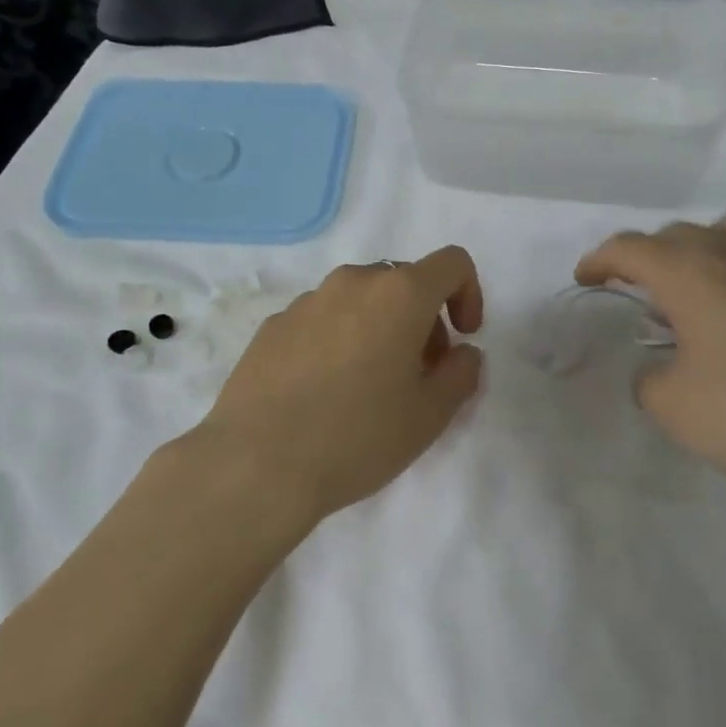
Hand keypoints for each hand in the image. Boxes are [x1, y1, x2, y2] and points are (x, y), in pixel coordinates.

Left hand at [191, 248, 484, 521]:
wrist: (257, 463)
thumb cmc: (358, 436)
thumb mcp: (431, 415)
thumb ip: (461, 373)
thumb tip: (462, 353)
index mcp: (399, 294)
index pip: (452, 263)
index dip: (468, 294)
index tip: (462, 338)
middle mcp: (352, 282)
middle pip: (403, 282)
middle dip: (423, 320)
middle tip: (418, 374)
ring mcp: (306, 301)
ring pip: (359, 300)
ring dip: (379, 328)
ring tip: (367, 386)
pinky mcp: (272, 325)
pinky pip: (321, 319)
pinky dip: (337, 340)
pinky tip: (323, 392)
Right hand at [576, 203, 725, 507]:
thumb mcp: (672, 406)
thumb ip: (650, 377)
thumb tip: (663, 366)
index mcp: (689, 272)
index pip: (629, 248)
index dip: (600, 260)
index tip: (586, 279)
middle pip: (680, 234)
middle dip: (651, 258)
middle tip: (644, 295)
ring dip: (711, 244)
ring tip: (710, 281)